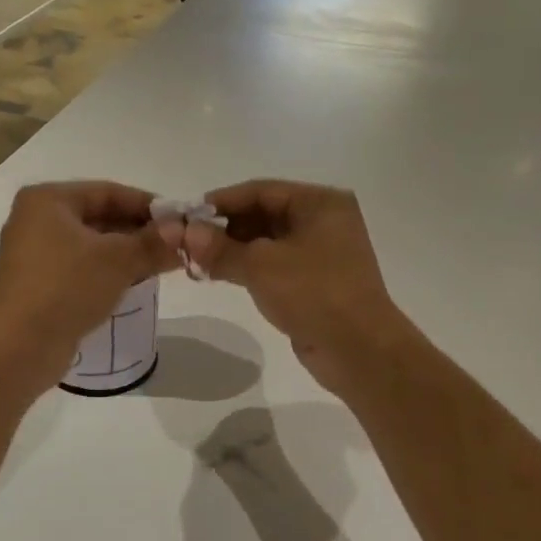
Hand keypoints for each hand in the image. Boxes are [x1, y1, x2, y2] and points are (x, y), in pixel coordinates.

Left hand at [0, 182, 179, 388]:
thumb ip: (154, 243)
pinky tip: (130, 287)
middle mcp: (35, 221)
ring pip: (89, 247)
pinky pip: (78, 271)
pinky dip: (105, 274)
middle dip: (137, 232)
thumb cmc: (66, 287)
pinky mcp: (36, 287)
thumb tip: (185, 232)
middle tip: (174, 247)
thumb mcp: (118, 260)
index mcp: (48, 200)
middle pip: (98, 218)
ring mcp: (32, 256)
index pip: (108, 192)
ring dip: (124, 255)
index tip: (180, 221)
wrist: (18, 345)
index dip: (147, 205)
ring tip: (159, 267)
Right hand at [179, 180, 413, 397]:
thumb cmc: (314, 293)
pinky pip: (274, 266)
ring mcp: (321, 254)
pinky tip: (219, 276)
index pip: (261, 191)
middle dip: (224, 229)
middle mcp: (324, 221)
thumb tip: (182, 231)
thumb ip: (219, 248)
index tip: (186, 216)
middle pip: (263, 214)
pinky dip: (247, 268)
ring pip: (266, 243)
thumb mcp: (261, 266)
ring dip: (232, 251)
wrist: (359, 350)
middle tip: (186, 243)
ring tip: (195, 263)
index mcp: (320, 203)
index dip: (221, 202)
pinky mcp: (314, 282)